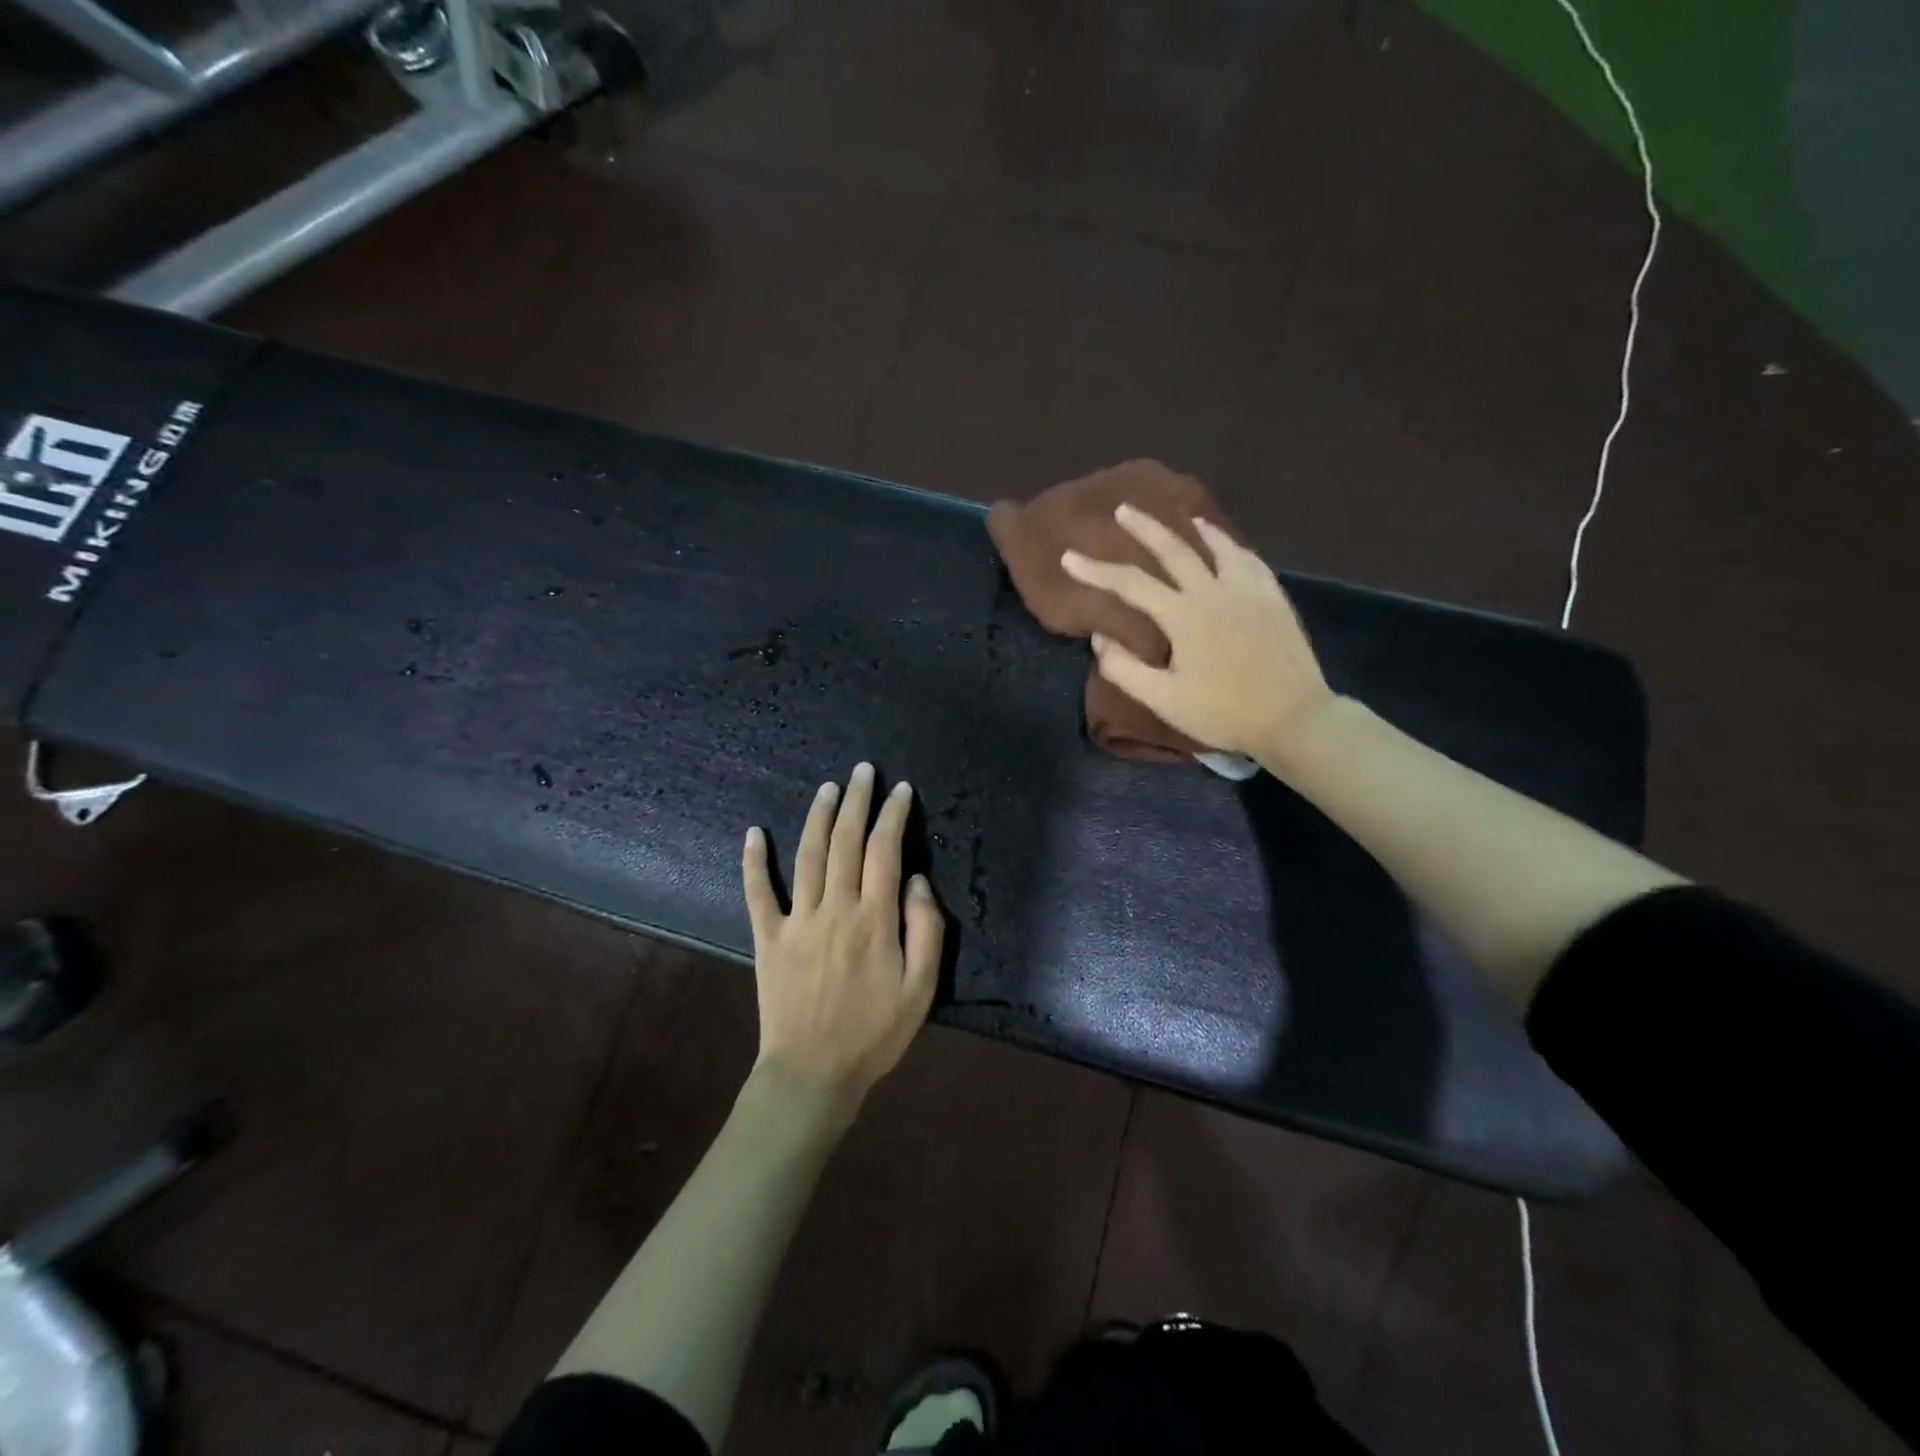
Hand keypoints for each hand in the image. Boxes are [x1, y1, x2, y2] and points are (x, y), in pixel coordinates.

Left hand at [742, 763, 943, 1117]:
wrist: (813, 1074)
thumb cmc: (874, 1034)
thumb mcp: (921, 989)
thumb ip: (925, 930)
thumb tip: (915, 880)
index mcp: (874, 919)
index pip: (885, 850)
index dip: (893, 815)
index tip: (900, 790)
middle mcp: (834, 908)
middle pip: (846, 841)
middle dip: (857, 801)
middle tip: (863, 771)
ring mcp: (797, 920)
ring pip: (808, 855)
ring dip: (818, 817)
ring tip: (828, 787)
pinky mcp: (768, 938)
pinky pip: (757, 893)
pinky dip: (753, 861)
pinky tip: (753, 833)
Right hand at [1061, 505, 1336, 760]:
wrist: (1293, 717)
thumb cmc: (1223, 712)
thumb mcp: (1164, 700)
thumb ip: (1124, 669)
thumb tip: (1100, 640)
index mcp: (1184, 615)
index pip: (1130, 584)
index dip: (1096, 570)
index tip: (1069, 558)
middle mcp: (1214, 591)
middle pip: (1174, 549)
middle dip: (1144, 528)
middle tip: (1124, 509)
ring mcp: (1248, 591)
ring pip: (1219, 547)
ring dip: (1196, 529)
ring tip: (1185, 517)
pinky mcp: (1274, 599)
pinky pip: (1250, 561)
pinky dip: (1233, 547)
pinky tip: (1230, 547)